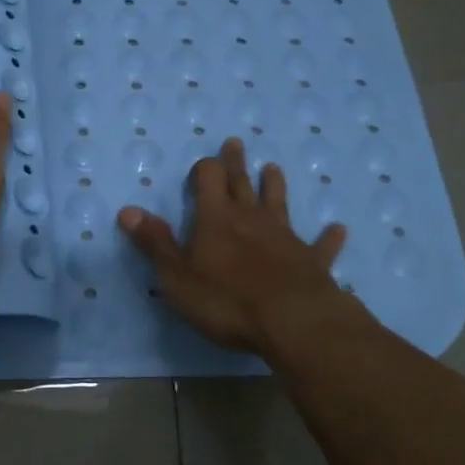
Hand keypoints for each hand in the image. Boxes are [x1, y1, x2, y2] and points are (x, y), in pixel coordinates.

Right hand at [117, 137, 350, 355]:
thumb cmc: (225, 300)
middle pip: (242, 184)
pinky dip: (328, 237)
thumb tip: (127, 210)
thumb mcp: (176, 275)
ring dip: (274, 186)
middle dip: (236, 163)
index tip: (201, 165)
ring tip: (273, 168)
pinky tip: (338, 229)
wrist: (291, 321)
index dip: (203, 169)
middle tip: (235, 143)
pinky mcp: (312, 262)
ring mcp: (285, 238)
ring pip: (279, 204)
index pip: (208, 180)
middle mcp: (251, 219)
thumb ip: (154, 242)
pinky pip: (321, 246)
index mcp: (215, 219)